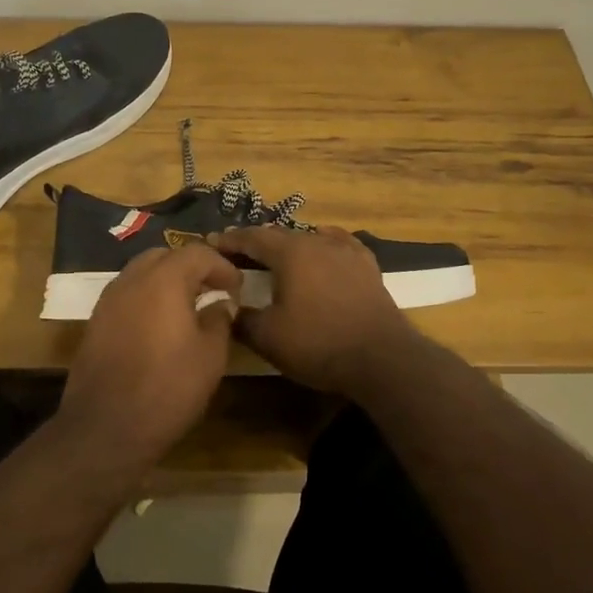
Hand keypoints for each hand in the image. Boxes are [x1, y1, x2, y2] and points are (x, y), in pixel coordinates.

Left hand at [59, 244, 241, 461]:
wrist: (105, 426)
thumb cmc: (167, 388)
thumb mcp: (210, 356)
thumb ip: (218, 320)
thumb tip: (220, 304)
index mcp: (164, 280)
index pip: (197, 253)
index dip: (221, 266)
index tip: (237, 286)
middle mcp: (132, 280)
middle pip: (165, 256)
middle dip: (191, 267)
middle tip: (212, 289)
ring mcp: (109, 300)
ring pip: (141, 273)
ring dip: (166, 281)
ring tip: (188, 306)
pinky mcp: (96, 321)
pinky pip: (127, 295)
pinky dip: (147, 298)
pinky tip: (160, 324)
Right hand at [213, 226, 421, 397]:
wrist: (382, 358)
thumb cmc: (318, 343)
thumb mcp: (268, 337)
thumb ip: (242, 319)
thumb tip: (227, 308)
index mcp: (290, 252)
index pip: (251, 237)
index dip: (229, 240)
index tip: (211, 243)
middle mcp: (317, 241)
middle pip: (279, 234)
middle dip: (256, 241)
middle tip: (237, 251)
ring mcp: (346, 251)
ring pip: (309, 238)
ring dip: (288, 244)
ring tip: (275, 254)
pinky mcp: (367, 266)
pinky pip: (339, 244)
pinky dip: (323, 243)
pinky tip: (323, 245)